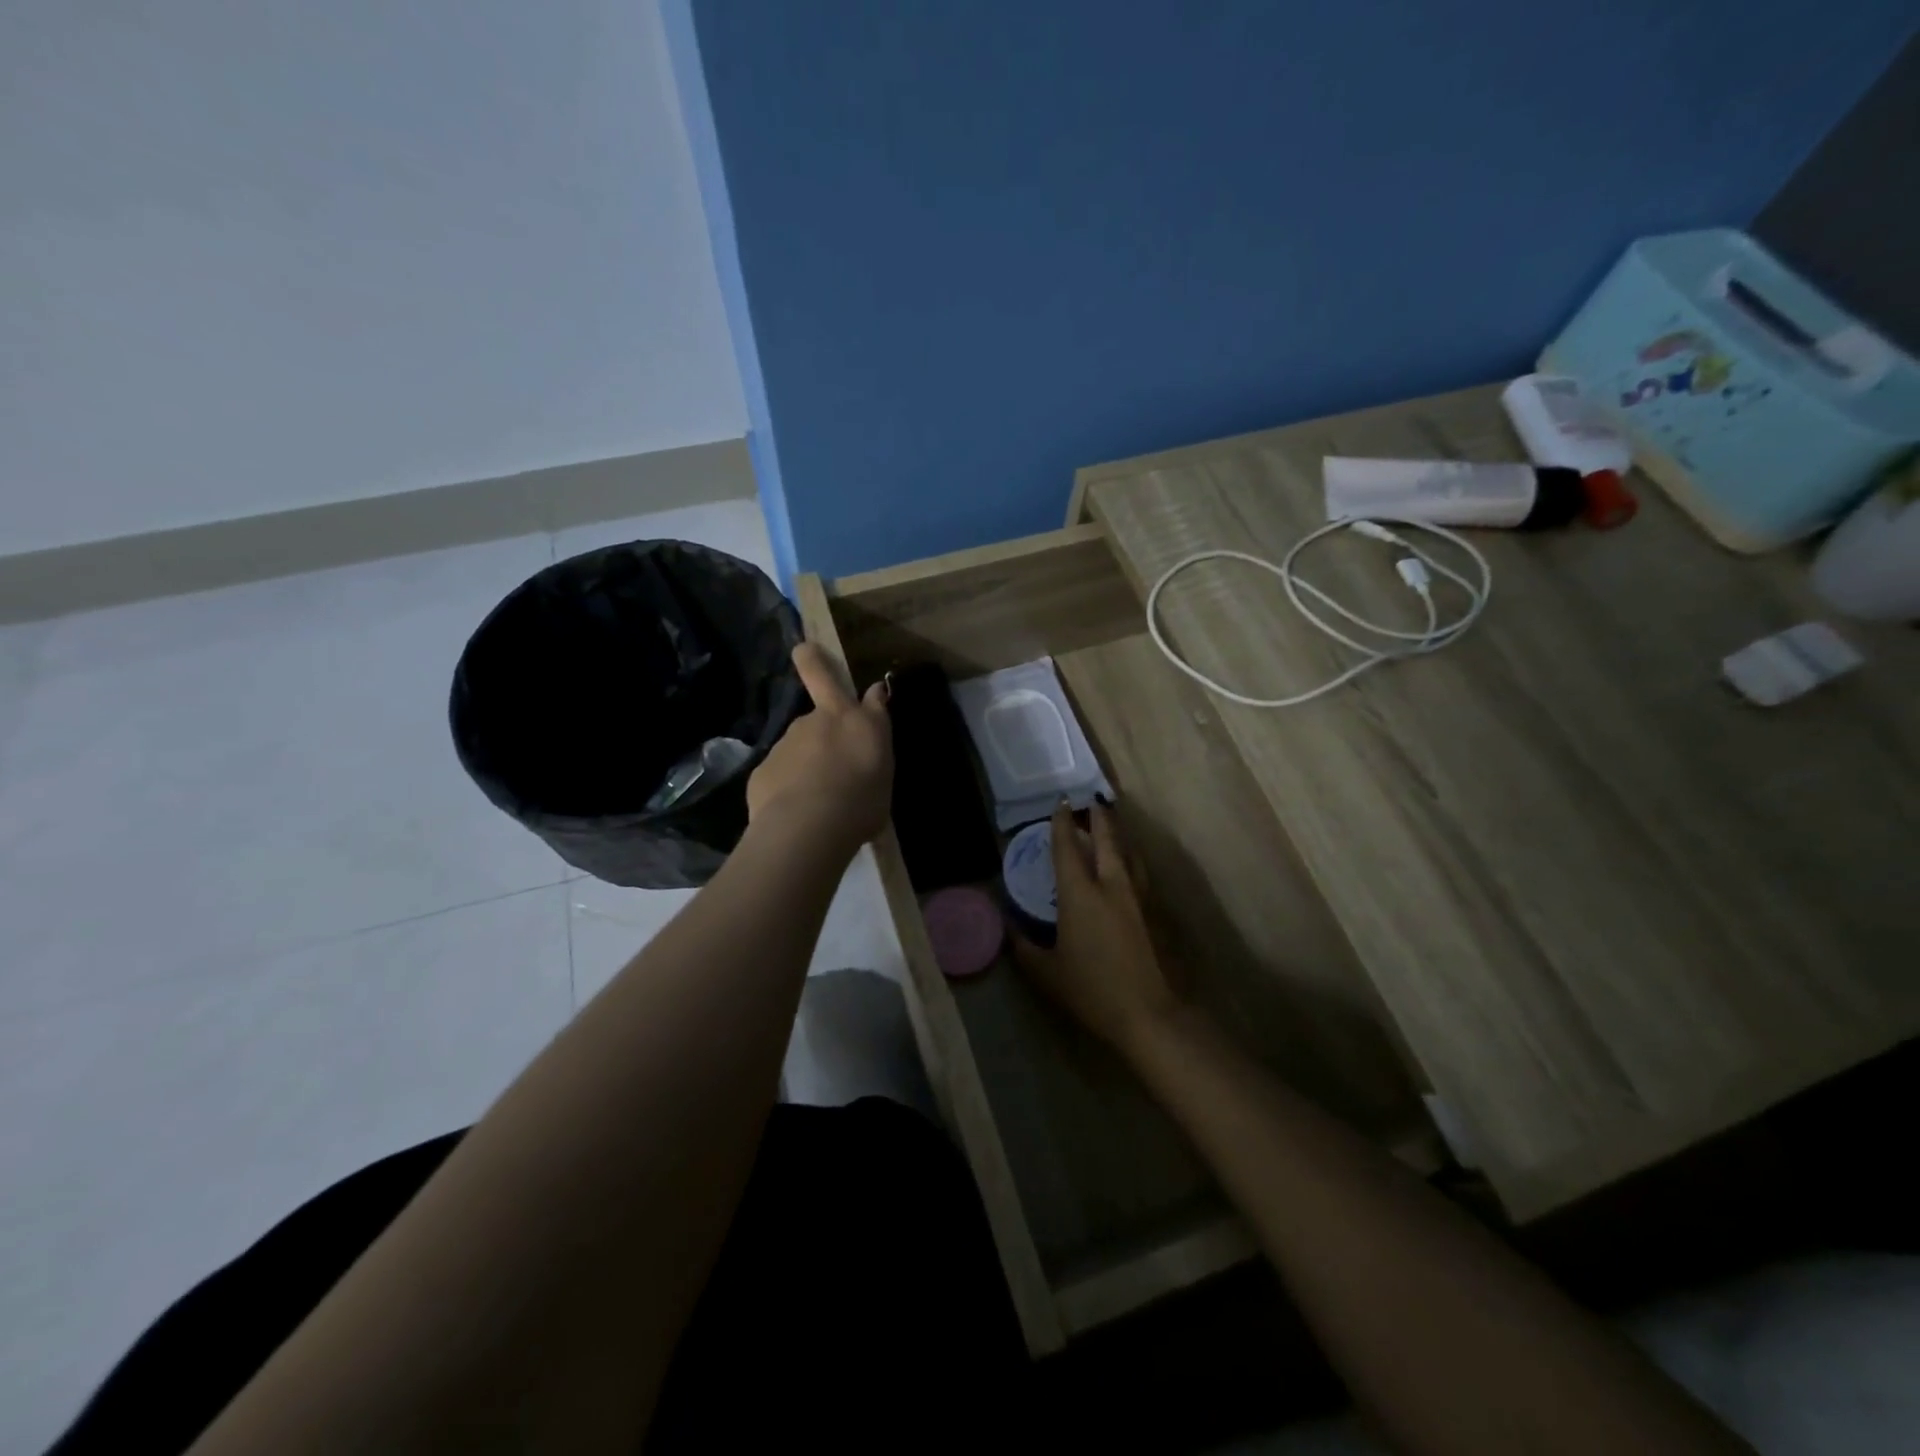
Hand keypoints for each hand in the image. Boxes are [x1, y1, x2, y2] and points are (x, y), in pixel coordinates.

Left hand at [746, 642, 892, 854]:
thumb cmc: (860, 806)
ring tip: (813, 793)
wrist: (808, 826)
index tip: (874, 691)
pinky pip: (781, 770)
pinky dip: (786, 783)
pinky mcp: (765, 764)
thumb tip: (869, 736)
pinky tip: (792, 809)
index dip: (873, 692)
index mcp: (862, 725)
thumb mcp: (882, 780)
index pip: (873, 696)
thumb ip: (873, 752)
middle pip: (819, 678)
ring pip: (799, 738)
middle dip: (811, 661)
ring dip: (805, 754)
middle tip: (805, 652)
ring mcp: (790, 738)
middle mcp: (824, 719)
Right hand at [1012, 798, 1181, 1057]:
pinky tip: (1127, 866)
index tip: (1060, 803)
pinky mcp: (1155, 911)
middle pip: (1106, 838)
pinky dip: (1129, 858)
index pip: (1067, 847)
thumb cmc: (1092, 990)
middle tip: (1091, 801)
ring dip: (1117, 834)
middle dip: (1098, 816)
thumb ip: (1024, 947)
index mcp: (1080, 894)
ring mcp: (1137, 896)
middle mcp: (1111, 884)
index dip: (1062, 823)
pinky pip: (1139, 871)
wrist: (1150, 1013)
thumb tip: (1009, 928)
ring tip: (1110, 826)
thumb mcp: (1047, 972)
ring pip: (1128, 852)